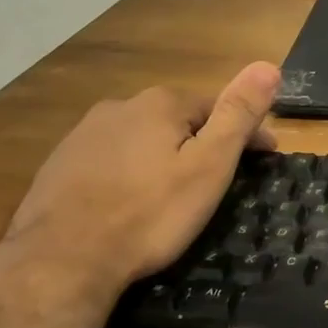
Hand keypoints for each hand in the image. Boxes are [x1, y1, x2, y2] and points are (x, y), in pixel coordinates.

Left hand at [3, 62, 280, 300]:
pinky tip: (130, 201)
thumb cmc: (149, 214)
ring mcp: (84, 135)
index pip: (218, 106)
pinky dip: (129, 173)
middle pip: (178, 120)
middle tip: (220, 180)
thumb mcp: (208, 166)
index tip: (265, 159)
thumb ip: (238, 114)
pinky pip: (110, 160)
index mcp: (161, 104)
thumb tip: (268, 65)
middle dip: (203, 142)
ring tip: (175, 193)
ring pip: (141, 139)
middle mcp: (120, 106)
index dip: (246, 131)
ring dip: (164, 156)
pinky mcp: (59, 165)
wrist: (60, 262)